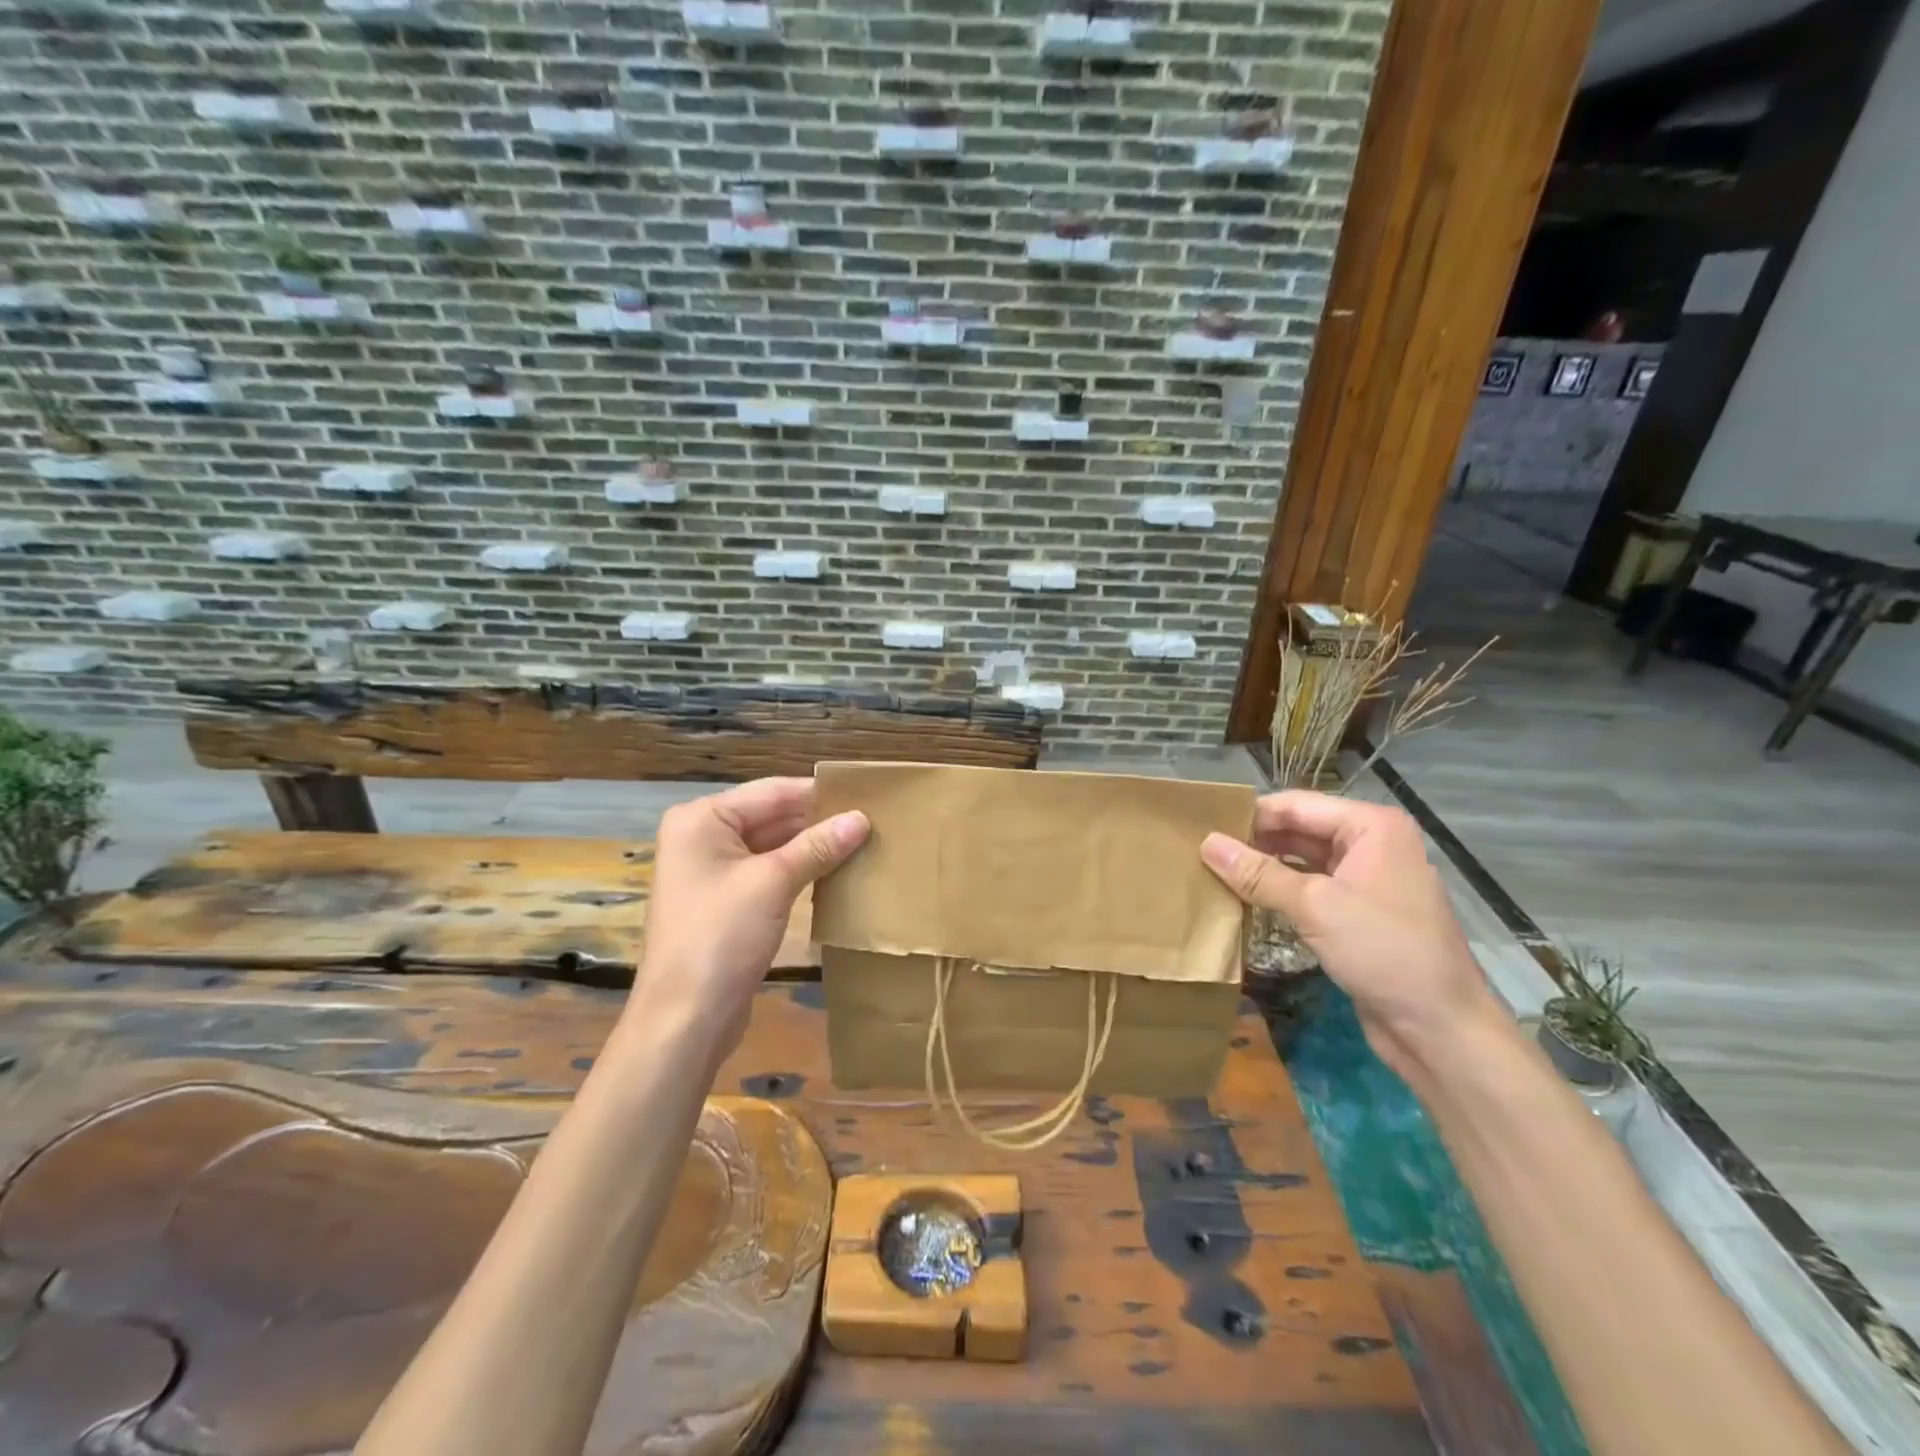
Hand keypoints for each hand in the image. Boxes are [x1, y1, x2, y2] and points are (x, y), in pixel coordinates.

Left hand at [625, 778, 868, 1059]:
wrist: (685, 1019)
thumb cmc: (721, 938)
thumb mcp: (773, 883)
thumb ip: (818, 846)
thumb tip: (862, 818)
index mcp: (702, 820)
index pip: (772, 792)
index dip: (819, 794)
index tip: (868, 794)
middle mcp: (702, 837)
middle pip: (771, 816)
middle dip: (818, 821)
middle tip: (873, 821)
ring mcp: (712, 872)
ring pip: (773, 846)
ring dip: (813, 847)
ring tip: (863, 843)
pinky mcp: (726, 902)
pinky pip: (769, 873)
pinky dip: (800, 871)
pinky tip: (836, 872)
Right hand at [1200, 791, 1501, 1078]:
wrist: (1441, 1028)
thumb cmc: (1383, 951)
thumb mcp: (1314, 906)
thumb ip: (1258, 873)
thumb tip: (1206, 843)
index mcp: (1371, 827)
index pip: (1296, 806)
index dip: (1249, 815)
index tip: (1201, 825)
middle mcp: (1372, 844)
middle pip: (1299, 830)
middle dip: (1254, 841)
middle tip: (1201, 851)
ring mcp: (1367, 880)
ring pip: (1302, 861)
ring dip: (1264, 868)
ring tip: (1213, 873)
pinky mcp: (1359, 914)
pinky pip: (1311, 890)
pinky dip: (1280, 893)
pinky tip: (1244, 901)